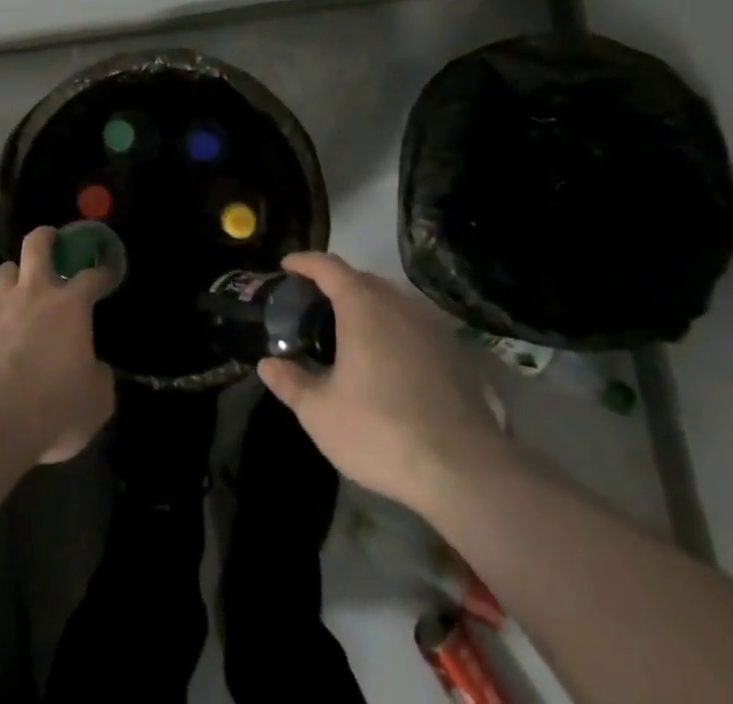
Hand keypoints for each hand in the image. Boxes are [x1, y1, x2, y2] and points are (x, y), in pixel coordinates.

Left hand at [0, 227, 115, 465]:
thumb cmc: (52, 408)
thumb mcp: (96, 401)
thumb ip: (99, 377)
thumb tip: (96, 370)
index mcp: (71, 305)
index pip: (92, 276)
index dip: (102, 273)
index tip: (106, 275)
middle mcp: (34, 292)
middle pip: (37, 244)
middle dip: (46, 237)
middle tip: (51, 242)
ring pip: (5, 270)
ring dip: (14, 277)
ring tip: (17, 291)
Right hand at [256, 252, 510, 514]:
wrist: (465, 470)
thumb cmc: (381, 430)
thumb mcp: (320, 412)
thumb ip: (291, 382)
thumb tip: (267, 364)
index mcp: (362, 304)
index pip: (327, 266)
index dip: (304, 262)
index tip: (286, 267)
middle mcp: (398, 303)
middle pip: (361, 279)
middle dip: (334, 285)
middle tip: (313, 308)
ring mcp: (431, 326)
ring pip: (391, 302)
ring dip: (366, 307)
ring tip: (348, 334)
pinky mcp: (455, 353)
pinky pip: (413, 326)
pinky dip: (393, 330)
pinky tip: (387, 364)